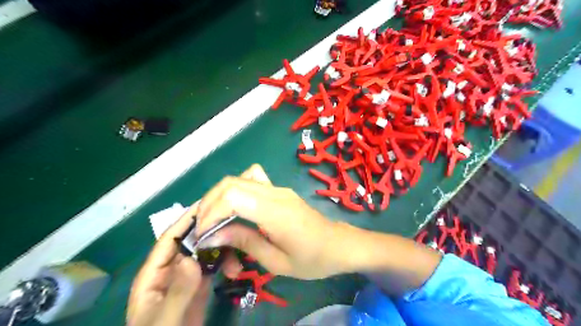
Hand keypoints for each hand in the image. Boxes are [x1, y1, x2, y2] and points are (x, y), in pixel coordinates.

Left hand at [127, 202, 241, 324]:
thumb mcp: (165, 320)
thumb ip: (178, 291)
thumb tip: (191, 258)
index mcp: (154, 274)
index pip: (169, 240)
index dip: (186, 220)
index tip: (207, 204)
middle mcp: (171, 269)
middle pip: (191, 242)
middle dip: (211, 234)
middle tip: (233, 225)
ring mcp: (187, 276)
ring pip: (205, 252)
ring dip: (222, 251)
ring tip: (237, 260)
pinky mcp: (199, 284)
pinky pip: (213, 266)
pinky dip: (225, 263)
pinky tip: (235, 269)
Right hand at [194, 164, 351, 278]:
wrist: (339, 244)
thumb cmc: (312, 259)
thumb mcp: (277, 262)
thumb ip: (245, 243)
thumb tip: (213, 235)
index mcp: (276, 212)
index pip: (233, 197)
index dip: (211, 212)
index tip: (204, 235)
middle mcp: (275, 193)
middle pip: (231, 183)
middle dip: (209, 203)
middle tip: (203, 228)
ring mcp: (278, 188)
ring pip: (239, 178)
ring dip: (219, 196)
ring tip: (214, 218)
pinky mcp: (279, 190)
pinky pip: (251, 180)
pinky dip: (235, 190)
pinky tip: (235, 208)